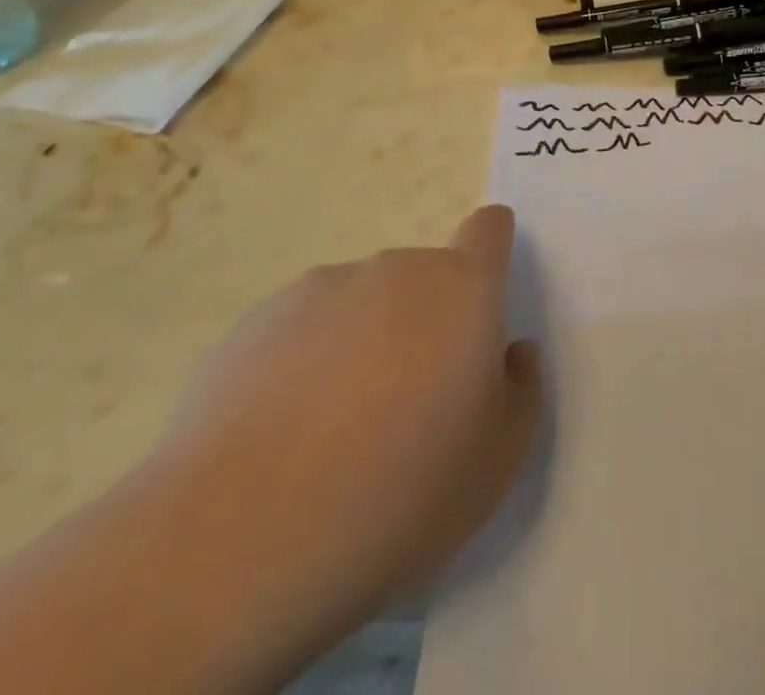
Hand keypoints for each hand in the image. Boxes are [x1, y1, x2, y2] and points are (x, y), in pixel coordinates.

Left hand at [148, 204, 542, 667]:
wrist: (243, 533)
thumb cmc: (401, 492)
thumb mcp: (498, 462)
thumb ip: (521, 390)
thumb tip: (509, 352)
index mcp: (462, 289)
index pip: (490, 230)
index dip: (492, 251)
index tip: (482, 302)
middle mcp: (395, 269)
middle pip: (425, 277)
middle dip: (426, 321)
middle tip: (409, 406)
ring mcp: (321, 287)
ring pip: (362, 303)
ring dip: (365, 341)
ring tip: (335, 431)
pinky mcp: (258, 319)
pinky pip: (303, 329)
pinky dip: (306, 362)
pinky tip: (283, 435)